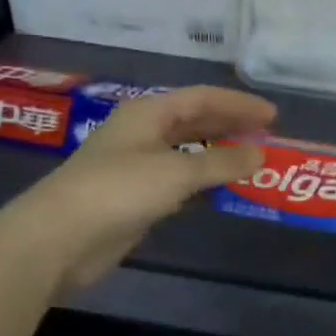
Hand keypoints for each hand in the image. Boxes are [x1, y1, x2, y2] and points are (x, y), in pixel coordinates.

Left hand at [14, 86, 274, 294]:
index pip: (202, 98)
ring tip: (253, 165)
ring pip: (189, 154)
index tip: (273, 117)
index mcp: (149, 113)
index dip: (239, 104)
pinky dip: (204, 185)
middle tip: (268, 139)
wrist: (62, 238)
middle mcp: (143, 133)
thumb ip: (221, 162)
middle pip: (195, 123)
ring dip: (220, 158)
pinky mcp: (137, 198)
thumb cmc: (119, 190)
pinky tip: (224, 193)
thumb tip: (260, 154)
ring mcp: (138, 166)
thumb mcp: (176, 171)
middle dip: (231, 128)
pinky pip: (180, 183)